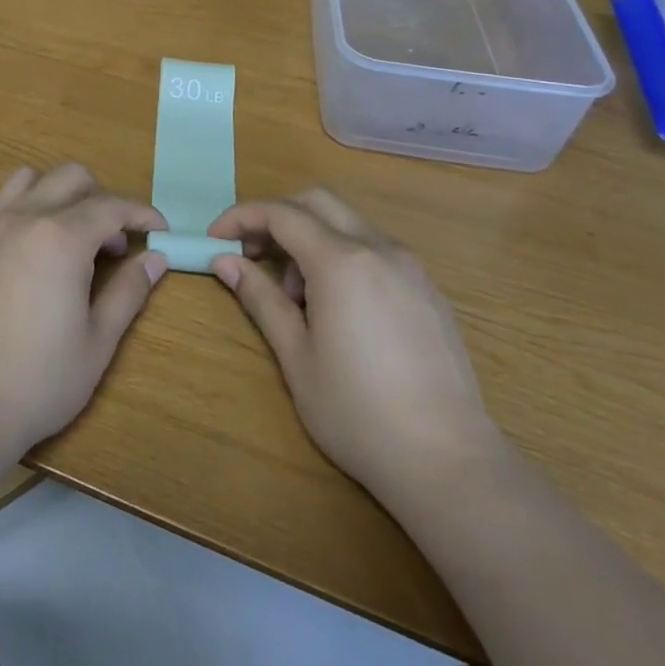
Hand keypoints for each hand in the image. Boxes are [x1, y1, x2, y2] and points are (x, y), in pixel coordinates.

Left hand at [0, 164, 167, 459]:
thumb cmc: (38, 380)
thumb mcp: (97, 342)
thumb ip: (128, 292)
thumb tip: (155, 259)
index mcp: (62, 238)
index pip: (111, 205)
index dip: (141, 212)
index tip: (160, 229)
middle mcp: (24, 218)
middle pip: (70, 177)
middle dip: (101, 197)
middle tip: (113, 243)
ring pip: (26, 179)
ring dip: (54, 194)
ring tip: (66, 235)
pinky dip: (13, 209)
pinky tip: (21, 243)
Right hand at [208, 189, 503, 506]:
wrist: (450, 462)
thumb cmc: (358, 412)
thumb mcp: (296, 357)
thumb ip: (260, 298)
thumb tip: (224, 261)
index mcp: (341, 262)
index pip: (281, 213)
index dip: (241, 217)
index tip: (215, 239)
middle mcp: (379, 250)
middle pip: (317, 203)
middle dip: (276, 218)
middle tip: (251, 255)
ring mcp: (411, 268)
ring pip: (348, 224)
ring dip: (310, 239)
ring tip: (297, 297)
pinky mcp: (428, 290)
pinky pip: (375, 250)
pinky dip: (342, 256)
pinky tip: (337, 308)